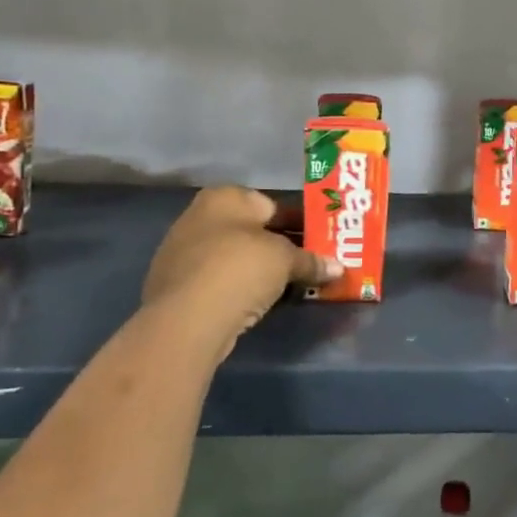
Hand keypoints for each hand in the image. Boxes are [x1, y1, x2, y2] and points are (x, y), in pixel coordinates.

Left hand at [143, 187, 339, 357]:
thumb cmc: (239, 269)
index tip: (321, 242)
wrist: (186, 320)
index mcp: (225, 197)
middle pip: (252, 231)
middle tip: (310, 265)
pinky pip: (220, 281)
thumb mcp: (285, 260)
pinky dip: (240, 288)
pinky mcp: (177, 286)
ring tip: (290, 287)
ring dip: (261, 270)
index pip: (272, 205)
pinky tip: (259, 303)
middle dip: (281, 247)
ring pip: (235, 257)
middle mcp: (200, 216)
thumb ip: (311, 261)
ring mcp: (183, 252)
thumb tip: (338, 268)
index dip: (300, 224)